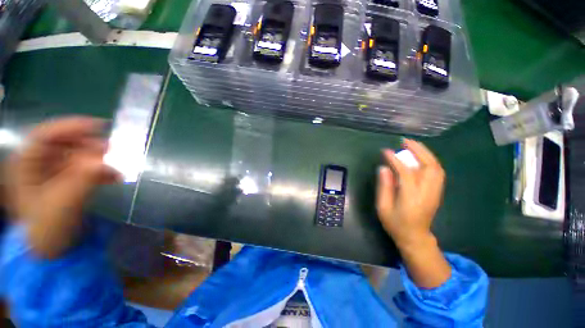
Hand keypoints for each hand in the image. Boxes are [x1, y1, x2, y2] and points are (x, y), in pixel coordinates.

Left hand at [5, 117, 120, 257]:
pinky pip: (84, 169)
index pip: (45, 136)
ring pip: (77, 157)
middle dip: (89, 146)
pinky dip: (100, 171)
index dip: (70, 127)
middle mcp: (37, 165)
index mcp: (25, 166)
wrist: (53, 250)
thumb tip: (104, 161)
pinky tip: (114, 177)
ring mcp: (52, 174)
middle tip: (113, 150)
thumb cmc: (49, 228)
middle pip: (64, 145)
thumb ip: (82, 180)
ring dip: (99, 160)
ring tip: (117, 167)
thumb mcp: (64, 204)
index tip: (99, 126)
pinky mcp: (66, 182)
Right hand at [377, 139, 444, 246]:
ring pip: (436, 167)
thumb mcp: (383, 207)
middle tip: (404, 141)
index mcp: (411, 197)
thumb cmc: (396, 223)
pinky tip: (419, 157)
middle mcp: (427, 192)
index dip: (396, 159)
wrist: (415, 237)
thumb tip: (384, 168)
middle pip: (429, 166)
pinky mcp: (437, 192)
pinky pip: (437, 172)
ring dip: (425, 153)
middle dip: (418, 150)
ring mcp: (435, 192)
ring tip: (412, 146)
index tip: (386, 151)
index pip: (406, 172)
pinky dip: (429, 161)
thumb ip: (384, 186)